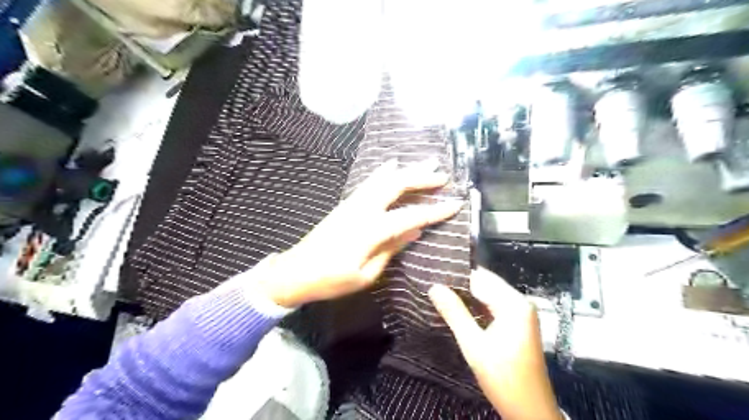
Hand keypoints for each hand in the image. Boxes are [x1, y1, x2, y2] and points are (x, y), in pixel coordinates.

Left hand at [262, 159, 462, 305]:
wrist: (296, 271)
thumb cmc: (331, 280)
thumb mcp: (366, 274)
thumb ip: (391, 249)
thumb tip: (414, 231)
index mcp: (370, 230)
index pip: (410, 215)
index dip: (434, 210)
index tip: (455, 204)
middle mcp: (362, 209)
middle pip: (396, 185)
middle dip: (422, 178)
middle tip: (443, 175)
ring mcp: (352, 203)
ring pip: (383, 179)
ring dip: (406, 170)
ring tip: (425, 163)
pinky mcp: (345, 204)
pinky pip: (369, 182)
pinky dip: (384, 172)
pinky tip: (392, 165)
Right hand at [427, 269, 561, 419]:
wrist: (530, 411)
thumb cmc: (503, 377)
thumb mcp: (473, 345)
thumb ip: (454, 313)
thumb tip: (434, 287)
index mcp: (514, 303)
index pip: (480, 278)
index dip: (456, 277)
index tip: (432, 276)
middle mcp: (520, 302)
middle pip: (485, 284)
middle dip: (460, 286)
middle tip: (432, 287)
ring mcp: (520, 313)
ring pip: (487, 295)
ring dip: (466, 297)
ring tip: (440, 295)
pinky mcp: (517, 323)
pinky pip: (492, 306)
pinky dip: (475, 307)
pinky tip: (457, 310)